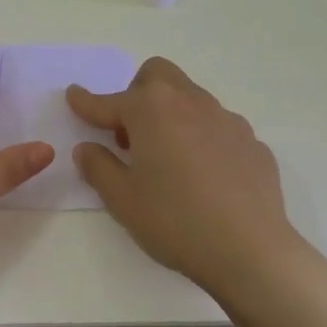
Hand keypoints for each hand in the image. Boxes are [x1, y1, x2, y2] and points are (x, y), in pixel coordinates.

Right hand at [67, 57, 306, 303]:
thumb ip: (98, 167)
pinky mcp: (251, 142)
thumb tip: (88, 149)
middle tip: (129, 133)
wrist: (252, 251)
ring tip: (167, 157)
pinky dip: (201, 138)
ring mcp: (225, 119)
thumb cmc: (176, 221)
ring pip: (190, 98)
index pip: (109, 101)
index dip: (87, 101)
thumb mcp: (122, 200)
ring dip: (170, 114)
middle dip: (136, 93)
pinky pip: (217, 127)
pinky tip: (203, 176)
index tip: (73, 96)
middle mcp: (189, 102)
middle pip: (157, 75)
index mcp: (151, 110)